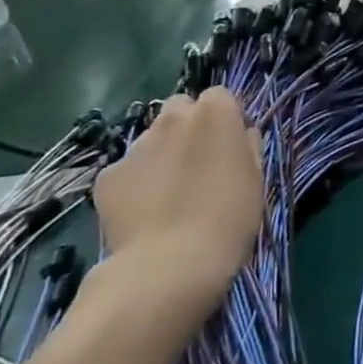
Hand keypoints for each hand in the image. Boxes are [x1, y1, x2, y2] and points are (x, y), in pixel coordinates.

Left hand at [93, 89, 263, 319]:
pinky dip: (135, 185)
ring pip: (151, 139)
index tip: (229, 147)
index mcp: (215, 113)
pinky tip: (145, 214)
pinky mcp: (106, 176)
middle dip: (188, 128)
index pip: (220, 97)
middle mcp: (172, 118)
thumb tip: (240, 136)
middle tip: (198, 165)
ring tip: (169, 196)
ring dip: (162, 155)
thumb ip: (247, 147)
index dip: (225, 120)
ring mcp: (135, 146)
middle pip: (180, 109)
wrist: (169, 266)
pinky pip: (127, 171)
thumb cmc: (228, 219)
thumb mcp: (256, 180)